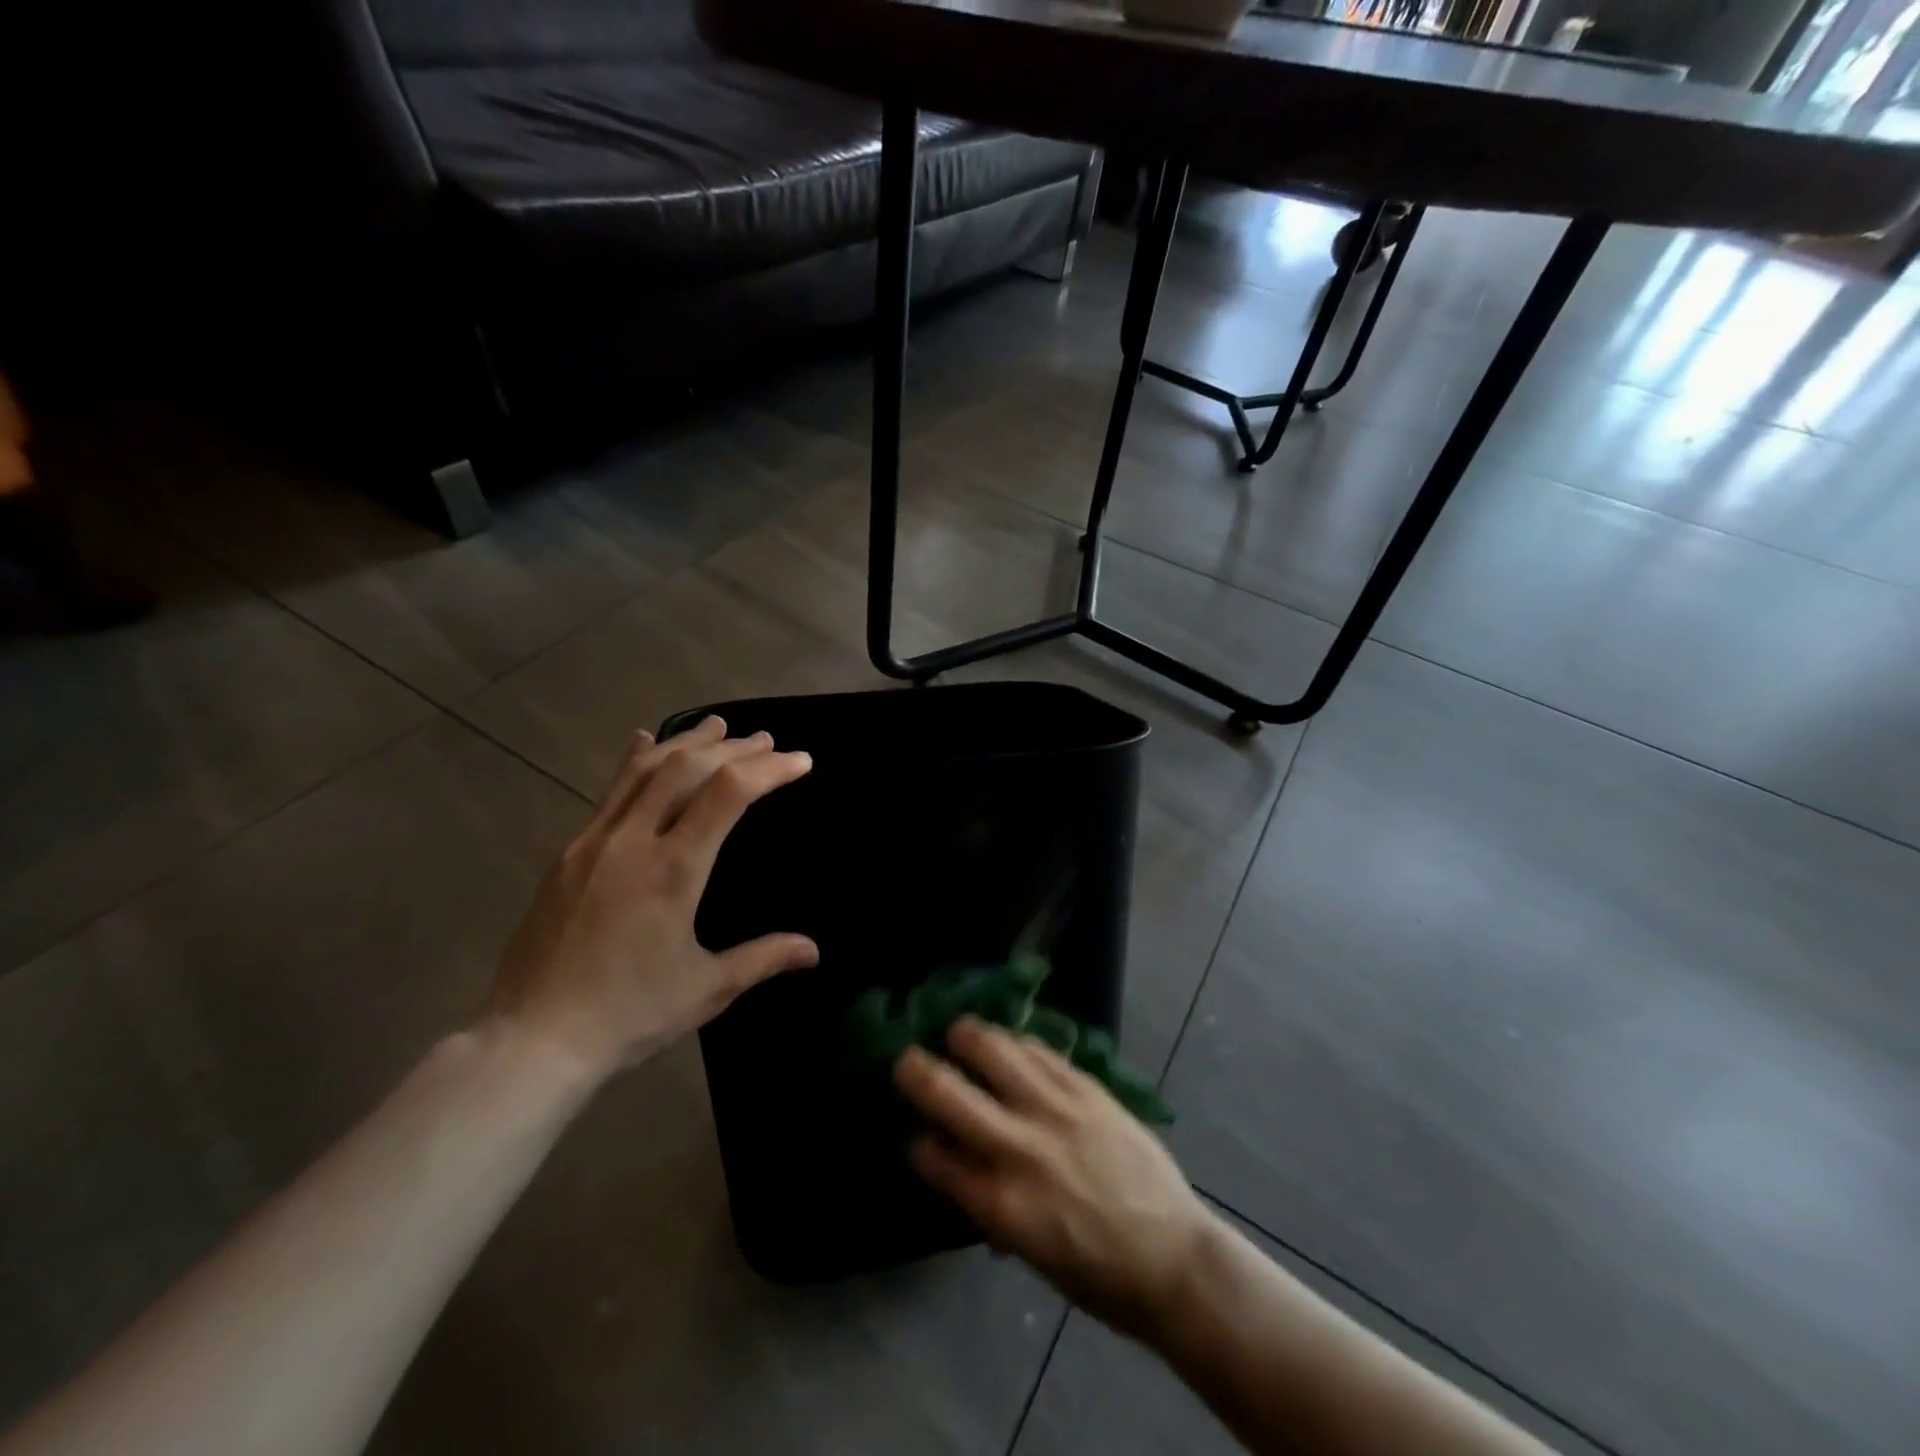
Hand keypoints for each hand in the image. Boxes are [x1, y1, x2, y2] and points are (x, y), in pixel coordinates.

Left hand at [487, 716, 816, 1081]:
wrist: (533, 1039)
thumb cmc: (629, 1013)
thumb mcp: (707, 989)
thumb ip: (763, 958)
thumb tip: (815, 950)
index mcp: (674, 871)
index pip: (728, 794)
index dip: (769, 769)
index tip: (800, 761)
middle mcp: (633, 842)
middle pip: (687, 767)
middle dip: (733, 747)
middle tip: (766, 740)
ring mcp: (594, 842)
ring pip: (643, 769)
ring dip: (686, 741)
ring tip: (717, 726)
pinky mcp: (569, 853)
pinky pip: (608, 791)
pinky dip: (635, 760)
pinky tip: (644, 742)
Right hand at [894, 1017, 1215, 1338]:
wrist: (1174, 1258)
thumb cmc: (1099, 1275)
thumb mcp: (1031, 1254)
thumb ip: (990, 1206)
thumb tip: (959, 1170)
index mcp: (1001, 1205)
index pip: (934, 1158)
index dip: (917, 1142)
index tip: (913, 1134)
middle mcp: (1019, 1149)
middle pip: (948, 1093)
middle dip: (915, 1071)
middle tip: (905, 1060)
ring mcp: (1055, 1111)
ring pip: (994, 1051)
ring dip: (965, 1035)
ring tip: (956, 1032)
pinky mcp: (1086, 1089)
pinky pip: (1040, 1051)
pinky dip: (1016, 1042)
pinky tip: (1008, 1041)